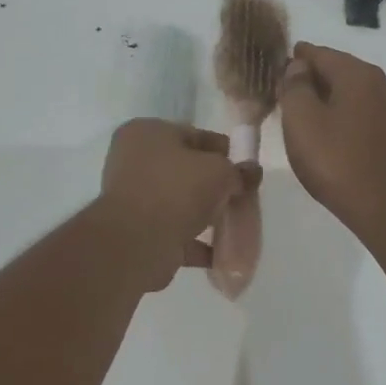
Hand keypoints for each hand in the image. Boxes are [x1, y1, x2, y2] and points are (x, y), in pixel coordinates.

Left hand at [95, 119, 260, 290]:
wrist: (137, 243)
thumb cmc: (176, 190)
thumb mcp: (219, 172)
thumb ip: (238, 171)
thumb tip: (252, 172)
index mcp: (145, 132)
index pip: (193, 134)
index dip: (222, 150)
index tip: (244, 168)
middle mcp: (132, 160)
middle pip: (184, 169)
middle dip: (213, 184)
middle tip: (239, 196)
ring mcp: (132, 198)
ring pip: (178, 202)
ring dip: (204, 214)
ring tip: (233, 225)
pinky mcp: (136, 231)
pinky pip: (173, 231)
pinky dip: (195, 242)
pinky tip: (219, 252)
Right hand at [278, 43, 385, 235]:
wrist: (383, 204)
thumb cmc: (335, 159)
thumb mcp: (301, 118)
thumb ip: (295, 86)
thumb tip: (298, 67)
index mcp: (357, 74)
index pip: (319, 53)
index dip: (295, 58)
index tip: (275, 65)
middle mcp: (378, 83)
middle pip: (337, 70)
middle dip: (309, 77)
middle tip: (282, 90)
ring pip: (348, 92)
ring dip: (324, 96)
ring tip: (298, 111)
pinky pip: (357, 111)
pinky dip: (338, 113)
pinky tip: (323, 130)